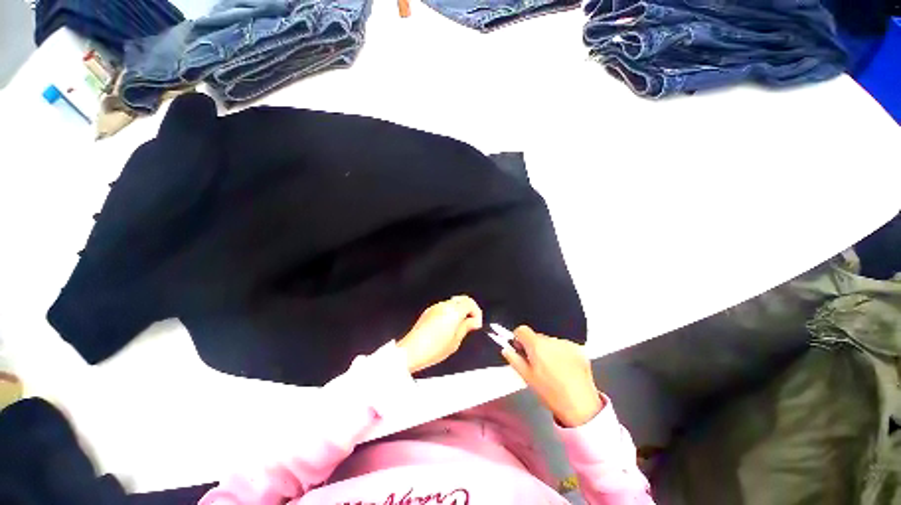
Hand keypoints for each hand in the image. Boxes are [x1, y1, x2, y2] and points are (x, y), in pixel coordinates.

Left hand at [398, 296, 482, 372]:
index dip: (477, 312)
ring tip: (460, 327)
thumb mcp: (455, 341)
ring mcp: (435, 307)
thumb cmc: (432, 349)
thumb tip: (474, 321)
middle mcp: (444, 306)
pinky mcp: (428, 312)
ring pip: (453, 302)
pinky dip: (450, 312)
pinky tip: (448, 326)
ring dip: (459, 310)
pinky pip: (443, 307)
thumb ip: (466, 327)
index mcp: (453, 312)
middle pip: (462, 299)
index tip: (477, 323)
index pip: (470, 303)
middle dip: (469, 309)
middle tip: (471, 322)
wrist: (411, 352)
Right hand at [502, 326, 603, 427]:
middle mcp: (552, 340)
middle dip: (534, 346)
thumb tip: (506, 349)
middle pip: (537, 336)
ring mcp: (567, 344)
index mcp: (537, 346)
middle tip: (537, 364)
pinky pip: (564, 346)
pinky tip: (565, 369)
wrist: (581, 406)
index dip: (519, 338)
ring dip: (549, 350)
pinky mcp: (579, 349)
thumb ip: (514, 359)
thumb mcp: (527, 378)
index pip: (522, 330)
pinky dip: (562, 354)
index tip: (521, 350)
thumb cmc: (550, 393)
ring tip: (554, 369)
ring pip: (551, 342)